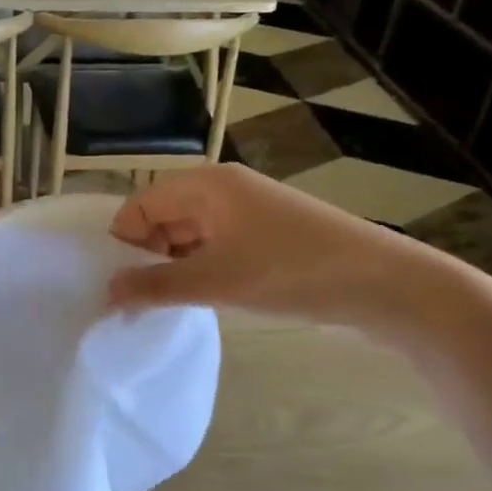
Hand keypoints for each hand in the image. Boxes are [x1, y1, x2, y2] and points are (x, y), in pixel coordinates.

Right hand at [105, 163, 455, 331]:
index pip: (141, 205)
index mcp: (207, 184)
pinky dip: (199, 269)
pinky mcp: (265, 234)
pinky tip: (198, 298)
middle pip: (162, 217)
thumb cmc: (292, 271)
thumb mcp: (216, 281)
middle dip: (145, 256)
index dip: (122, 243)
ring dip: (172, 267)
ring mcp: (246, 211)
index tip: (114, 285)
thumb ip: (156, 286)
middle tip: (136, 301)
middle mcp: (222, 189)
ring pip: (188, 235)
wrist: (384, 284)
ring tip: (163, 305)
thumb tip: (107, 292)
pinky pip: (213, 246)